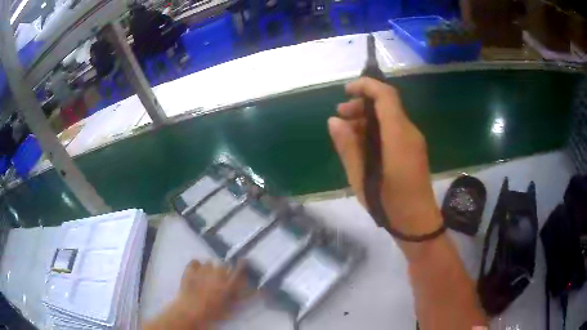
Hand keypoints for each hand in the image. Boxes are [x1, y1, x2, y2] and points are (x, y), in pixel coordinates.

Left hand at [145, 261, 245, 329]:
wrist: (190, 312)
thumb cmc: (213, 313)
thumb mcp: (231, 307)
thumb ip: (242, 296)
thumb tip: (255, 290)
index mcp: (229, 284)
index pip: (240, 268)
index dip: (243, 264)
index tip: (244, 261)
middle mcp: (217, 274)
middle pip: (224, 264)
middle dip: (224, 269)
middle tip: (221, 278)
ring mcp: (203, 270)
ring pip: (210, 262)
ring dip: (210, 268)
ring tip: (207, 277)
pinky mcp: (190, 270)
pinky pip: (195, 262)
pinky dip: (196, 266)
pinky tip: (196, 273)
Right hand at [328, 78, 442, 241]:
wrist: (416, 223)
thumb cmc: (389, 202)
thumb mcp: (361, 176)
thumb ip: (347, 146)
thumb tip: (334, 121)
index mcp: (398, 135)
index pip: (386, 95)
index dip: (366, 86)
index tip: (345, 91)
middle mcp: (409, 132)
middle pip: (387, 103)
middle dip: (362, 103)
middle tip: (340, 115)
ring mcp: (413, 141)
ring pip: (390, 116)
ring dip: (368, 117)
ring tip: (347, 131)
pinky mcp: (413, 150)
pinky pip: (394, 130)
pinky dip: (376, 129)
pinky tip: (362, 143)